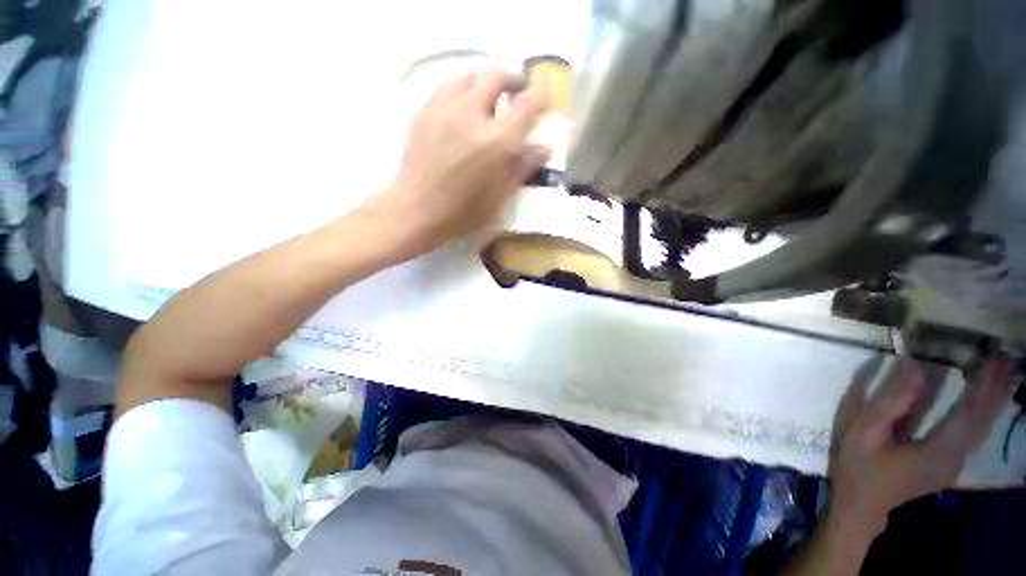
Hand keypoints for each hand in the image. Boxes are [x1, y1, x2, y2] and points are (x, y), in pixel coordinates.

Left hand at [362, 65, 549, 261]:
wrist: (417, 211)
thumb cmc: (463, 212)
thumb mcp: (500, 196)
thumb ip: (523, 167)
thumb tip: (546, 147)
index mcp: (497, 142)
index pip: (527, 104)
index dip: (539, 97)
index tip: (542, 100)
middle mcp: (472, 115)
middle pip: (496, 75)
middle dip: (512, 78)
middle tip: (516, 90)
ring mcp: (444, 110)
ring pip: (468, 75)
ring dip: (483, 81)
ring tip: (487, 97)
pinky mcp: (423, 112)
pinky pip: (446, 87)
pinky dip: (460, 90)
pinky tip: (461, 107)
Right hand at [828, 353, 1013, 537]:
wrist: (861, 504)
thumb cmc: (859, 465)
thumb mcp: (865, 431)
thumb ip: (891, 402)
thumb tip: (915, 367)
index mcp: (938, 451)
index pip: (971, 412)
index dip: (985, 383)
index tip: (993, 356)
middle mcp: (956, 457)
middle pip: (984, 419)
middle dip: (997, 387)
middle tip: (1003, 355)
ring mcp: (954, 463)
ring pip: (983, 427)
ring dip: (994, 398)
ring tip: (1000, 371)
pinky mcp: (949, 462)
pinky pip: (974, 433)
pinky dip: (984, 412)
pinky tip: (985, 399)